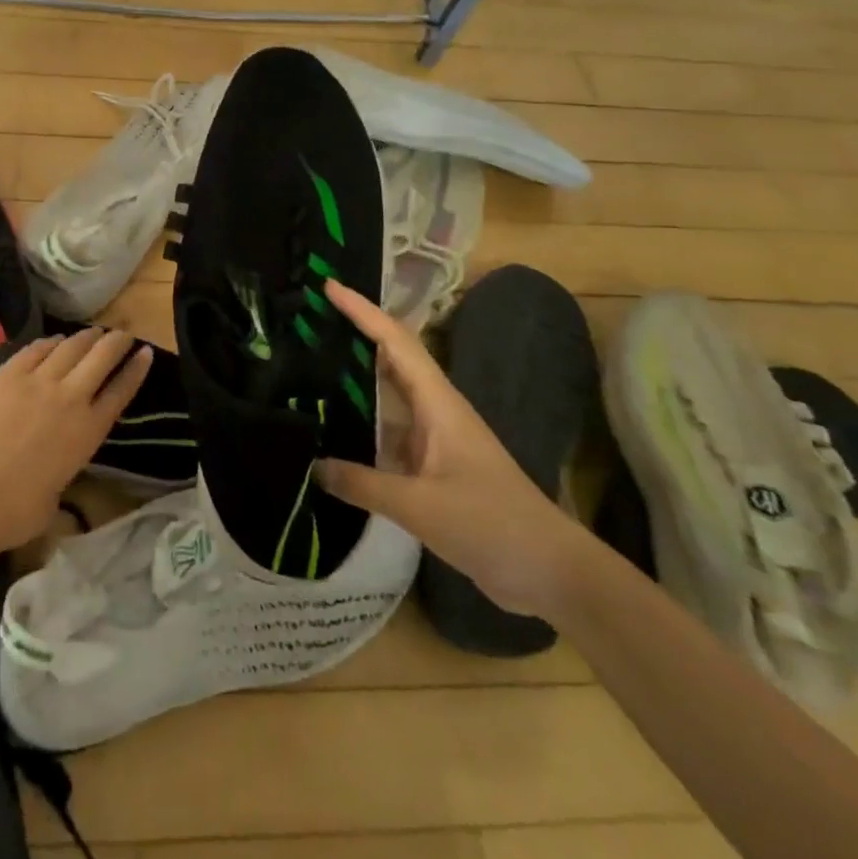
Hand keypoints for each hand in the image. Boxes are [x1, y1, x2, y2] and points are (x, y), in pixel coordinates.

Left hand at [0, 328, 152, 547]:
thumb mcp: (56, 496)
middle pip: (101, 357)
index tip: (146, 353)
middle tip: (123, 333)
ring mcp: (38, 381)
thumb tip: (52, 475)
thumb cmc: (17, 511)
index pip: (122, 391)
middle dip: (116, 341)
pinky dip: (49, 343)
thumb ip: (62, 474)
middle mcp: (70, 398)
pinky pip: (35, 350)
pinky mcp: (8, 374)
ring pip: (70, 347)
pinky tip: (54, 341)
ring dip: (86, 337)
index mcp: (89, 431)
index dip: (137, 369)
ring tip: (93, 332)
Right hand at [317, 280, 592, 618]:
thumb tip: (313, 468)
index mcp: (438, 403)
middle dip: (353, 335)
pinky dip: (360, 426)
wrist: (551, 571)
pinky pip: (387, 433)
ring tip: (306, 369)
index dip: (363, 311)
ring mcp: (434, 439)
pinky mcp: (432, 467)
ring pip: (386, 398)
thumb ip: (363, 484)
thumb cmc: (491, 524)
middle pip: (389, 359)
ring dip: (353, 381)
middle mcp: (434, 411)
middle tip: (307, 322)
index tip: (329, 287)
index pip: (395, 341)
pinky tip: (331, 433)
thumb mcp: (421, 505)